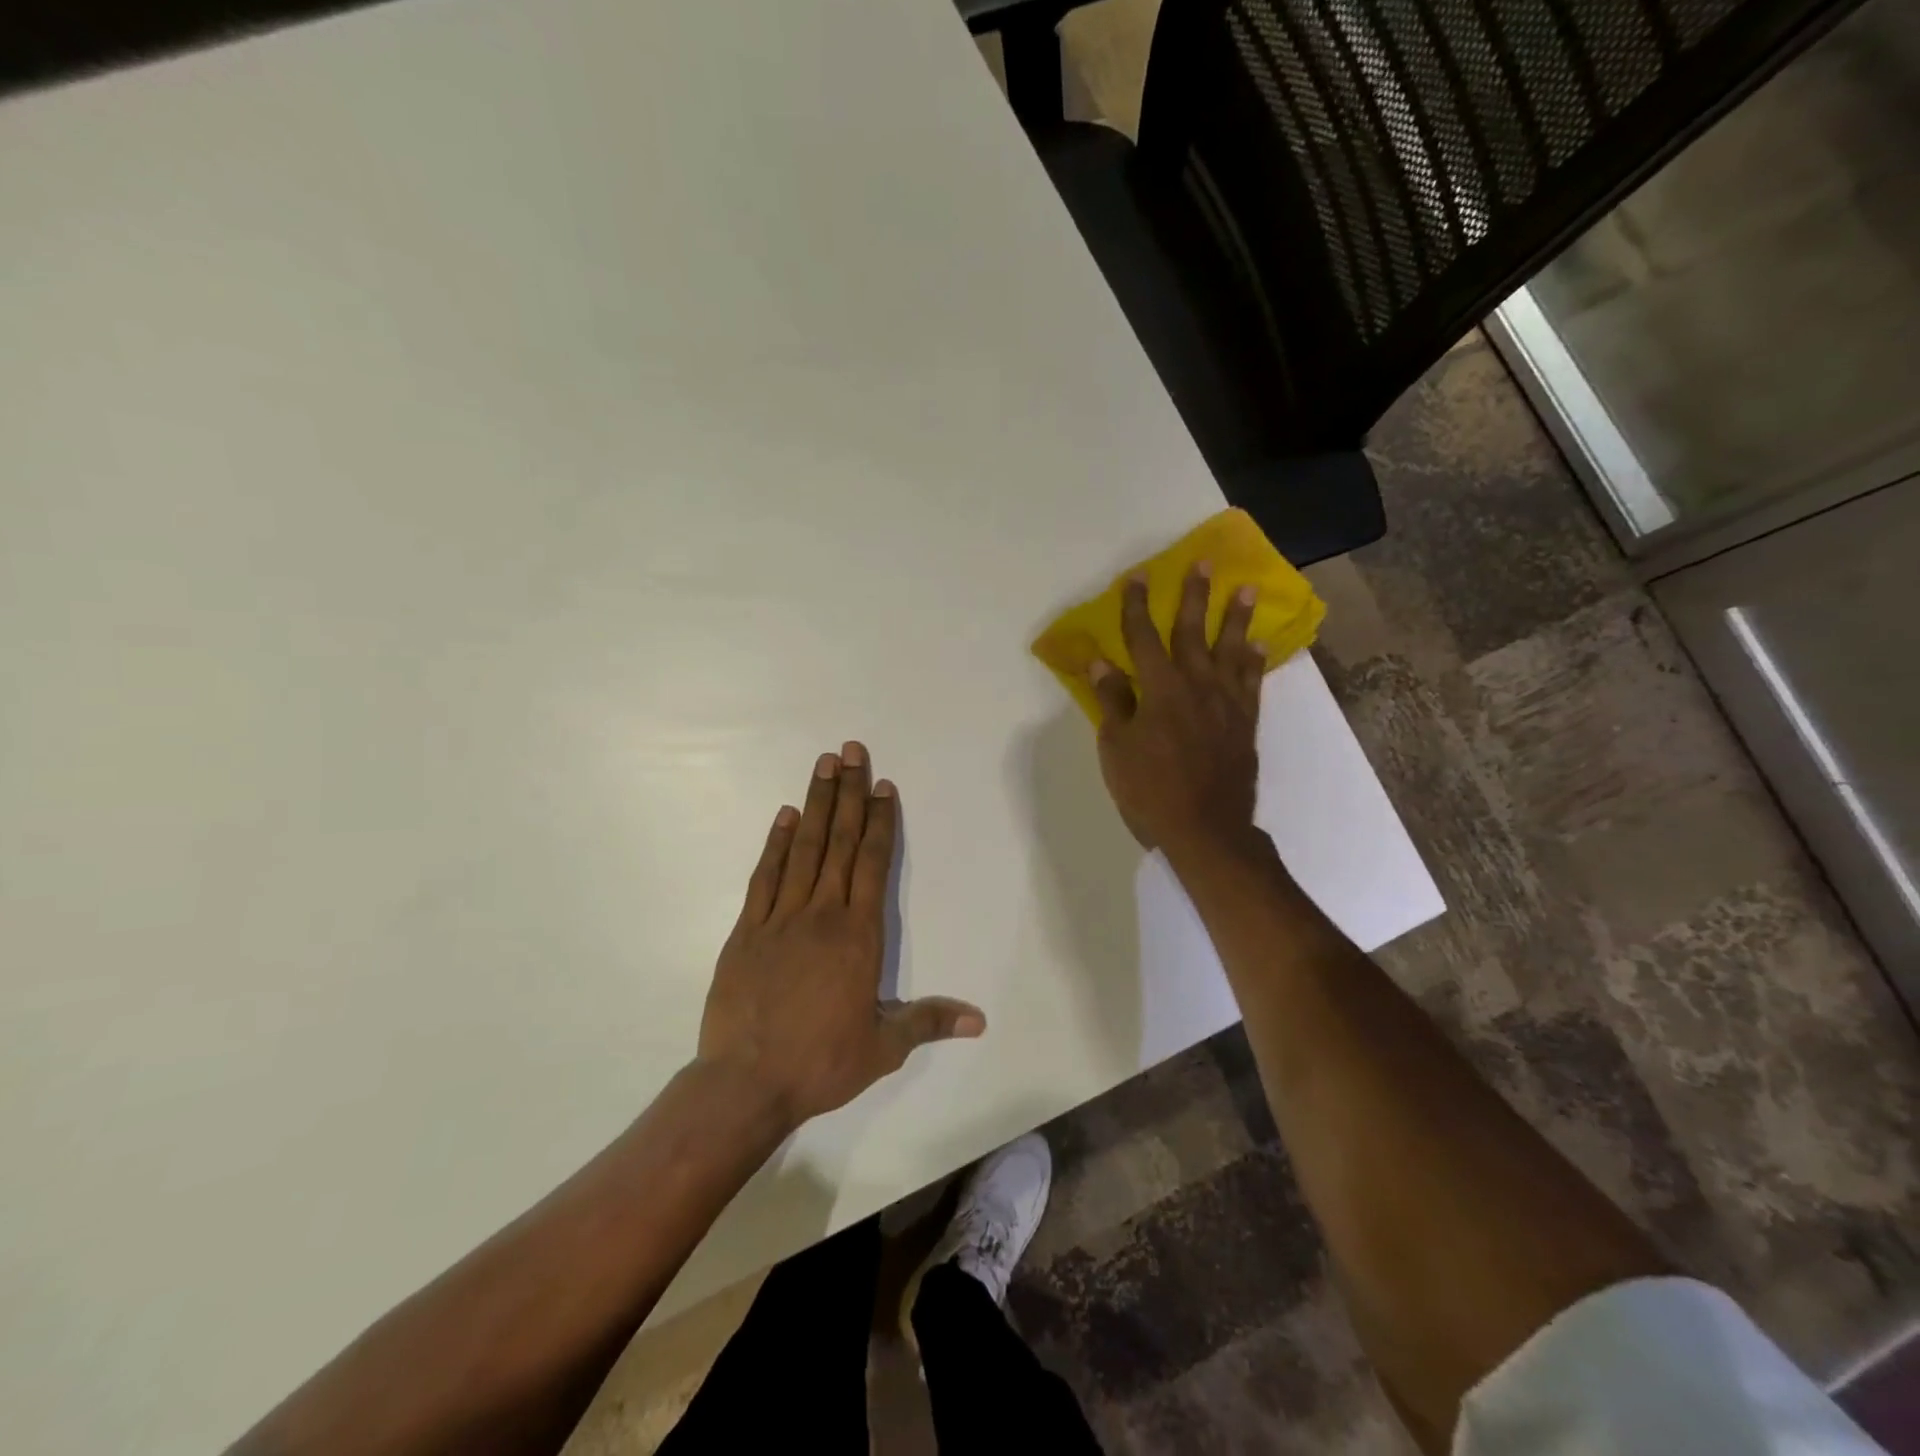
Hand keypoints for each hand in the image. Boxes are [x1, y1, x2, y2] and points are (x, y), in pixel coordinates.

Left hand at [698, 742, 985, 1126]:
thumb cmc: (821, 1063)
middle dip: (848, 793)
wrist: (746, 1083)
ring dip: (815, 804)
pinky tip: (784, 816)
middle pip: (839, 842)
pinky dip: (776, 844)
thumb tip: (980, 1020)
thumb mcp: (884, 1048)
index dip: (879, 821)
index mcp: (858, 935)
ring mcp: (780, 918)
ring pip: (803, 849)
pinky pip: (765, 877)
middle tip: (851, 751)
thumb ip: (929, 1022)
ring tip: (822, 765)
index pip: (873, 864)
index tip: (882, 785)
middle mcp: (822, 914)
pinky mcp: (746, 930)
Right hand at [1088, 565, 1263, 856]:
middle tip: (1203, 563)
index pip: (1143, 638)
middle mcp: (1196, 685)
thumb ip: (1113, 702)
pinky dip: (1254, 661)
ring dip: (1236, 618)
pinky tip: (1258, 645)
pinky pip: (1252, 682)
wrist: (1206, 828)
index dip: (1138, 607)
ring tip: (1244, 589)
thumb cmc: (1150, 789)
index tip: (1138, 577)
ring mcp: (1226, 703)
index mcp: (1159, 689)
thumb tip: (1102, 663)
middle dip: (1194, 596)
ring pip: (1231, 650)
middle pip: (1193, 632)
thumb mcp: (1117, 748)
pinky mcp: (1245, 722)